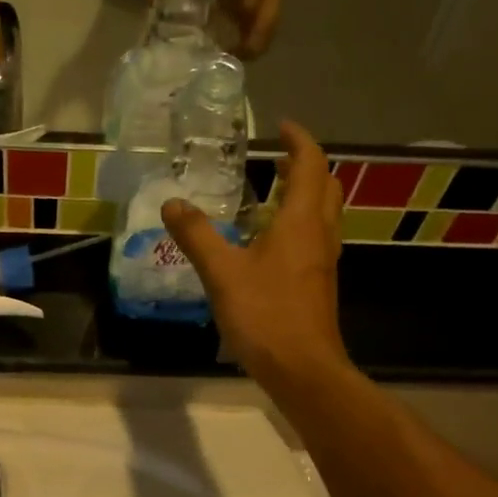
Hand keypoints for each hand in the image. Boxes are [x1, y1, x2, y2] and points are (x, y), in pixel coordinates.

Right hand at [160, 122, 347, 389]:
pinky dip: (299, 223)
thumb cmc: (266, 315)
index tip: (281, 127)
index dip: (298, 141)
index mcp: (301, 221)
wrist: (303, 370)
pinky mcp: (317, 284)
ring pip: (323, 213)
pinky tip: (270, 241)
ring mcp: (323, 261)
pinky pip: (314, 238)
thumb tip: (172, 203)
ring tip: (272, 192)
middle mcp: (320, 234)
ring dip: (305, 194)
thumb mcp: (222, 273)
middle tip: (276, 159)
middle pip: (325, 186)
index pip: (310, 165)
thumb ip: (197, 235)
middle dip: (304, 166)